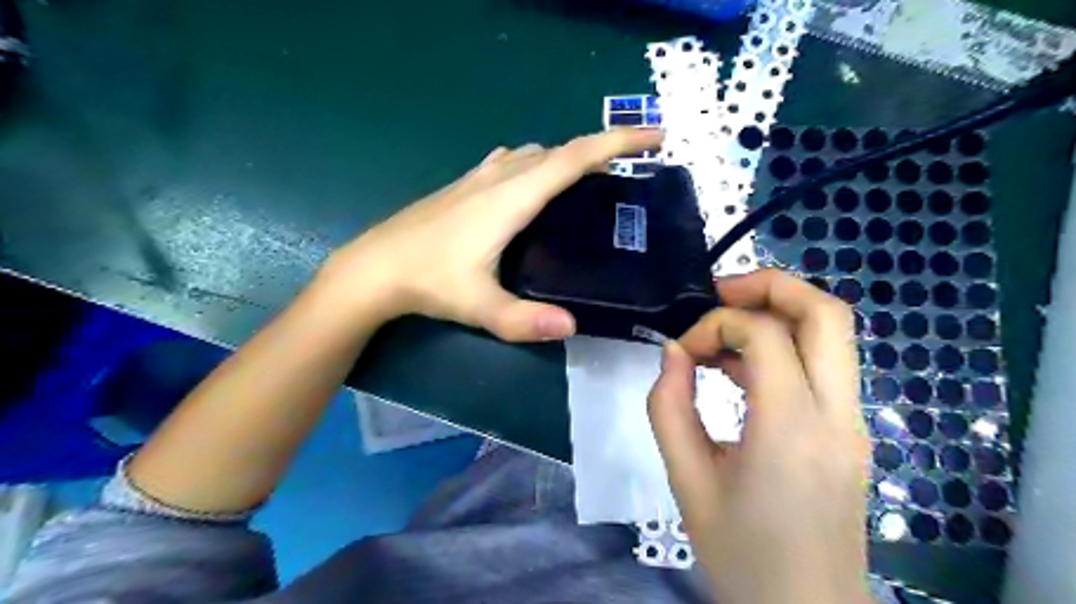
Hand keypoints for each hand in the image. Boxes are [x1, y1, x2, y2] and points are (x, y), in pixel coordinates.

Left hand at [318, 129, 660, 341]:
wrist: (374, 267)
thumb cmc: (427, 281)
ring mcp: (478, 178)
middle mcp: (499, 178)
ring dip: (567, 157)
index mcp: (511, 198)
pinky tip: (534, 183)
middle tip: (631, 167)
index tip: (654, 136)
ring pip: (534, 154)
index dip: (616, 142)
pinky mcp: (464, 186)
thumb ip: (523, 320)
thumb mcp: (479, 306)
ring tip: (590, 178)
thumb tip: (572, 327)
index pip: (573, 159)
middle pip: (559, 151)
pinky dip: (536, 163)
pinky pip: (511, 162)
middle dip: (601, 149)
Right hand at [642, 268, 868, 602]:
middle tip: (717, 295)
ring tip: (722, 333)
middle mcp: (838, 414)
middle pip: (826, 312)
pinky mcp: (851, 431)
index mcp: (792, 428)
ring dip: (777, 313)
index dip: (715, 325)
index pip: (764, 334)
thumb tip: (673, 352)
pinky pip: (824, 363)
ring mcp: (854, 422)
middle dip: (769, 286)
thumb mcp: (686, 479)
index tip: (683, 351)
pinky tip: (741, 368)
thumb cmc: (740, 554)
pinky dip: (784, 345)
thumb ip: (668, 406)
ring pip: (833, 332)